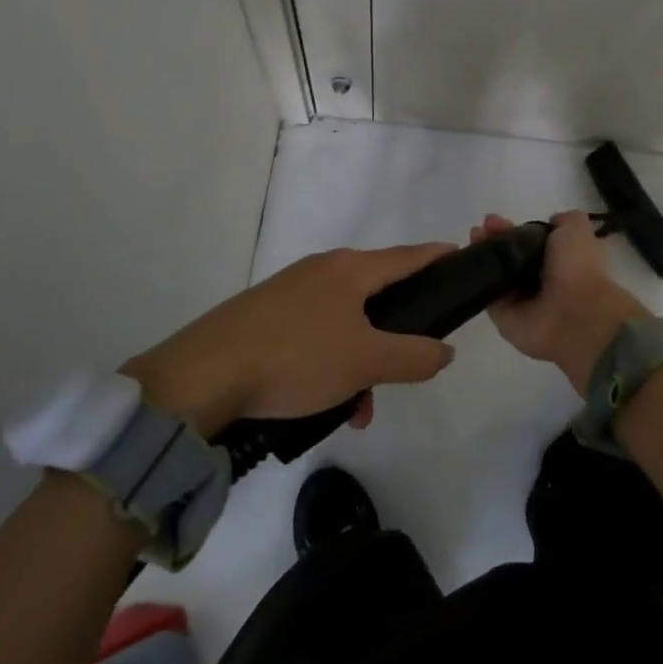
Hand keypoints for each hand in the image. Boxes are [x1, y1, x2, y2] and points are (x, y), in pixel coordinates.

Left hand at [123, 243, 457, 435]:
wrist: (204, 374)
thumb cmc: (297, 357)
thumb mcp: (364, 362)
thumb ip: (413, 355)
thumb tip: (445, 349)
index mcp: (350, 269)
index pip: (406, 256)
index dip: (435, 256)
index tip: (459, 255)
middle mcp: (322, 269)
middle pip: (375, 294)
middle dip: (393, 335)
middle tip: (404, 369)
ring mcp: (290, 290)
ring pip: (344, 321)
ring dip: (359, 361)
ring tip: (356, 408)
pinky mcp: (266, 314)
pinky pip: (315, 333)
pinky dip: (329, 362)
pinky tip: (320, 402)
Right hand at [475, 211, 648, 393]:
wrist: (574, 314)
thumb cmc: (577, 267)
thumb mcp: (577, 229)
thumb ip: (565, 220)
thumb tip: (552, 221)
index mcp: (560, 260)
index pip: (530, 242)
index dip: (514, 229)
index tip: (496, 219)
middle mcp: (539, 280)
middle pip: (509, 255)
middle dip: (495, 238)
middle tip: (482, 227)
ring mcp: (519, 299)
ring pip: (495, 271)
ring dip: (482, 253)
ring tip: (473, 237)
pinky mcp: (502, 315)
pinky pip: (484, 292)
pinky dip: (474, 276)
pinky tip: (465, 258)